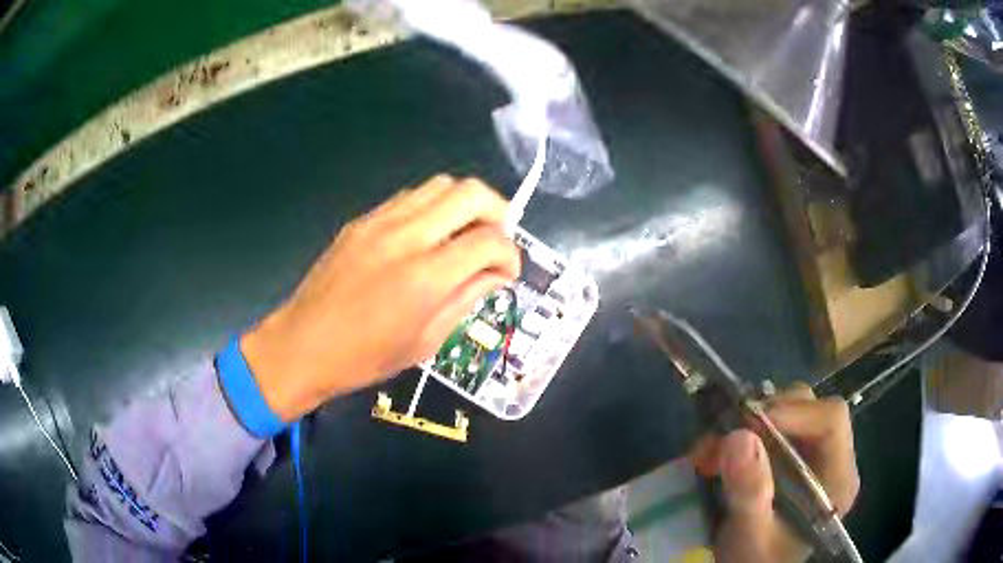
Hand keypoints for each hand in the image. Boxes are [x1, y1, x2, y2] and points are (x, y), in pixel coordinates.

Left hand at [240, 176, 520, 420]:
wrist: (302, 345)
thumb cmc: (364, 357)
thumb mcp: (426, 340)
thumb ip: (466, 299)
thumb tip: (496, 274)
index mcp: (425, 278)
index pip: (490, 241)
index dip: (511, 253)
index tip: (509, 271)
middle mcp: (406, 237)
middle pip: (471, 193)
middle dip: (498, 212)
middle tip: (496, 241)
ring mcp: (380, 222)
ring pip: (441, 185)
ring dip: (464, 205)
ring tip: (463, 236)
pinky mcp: (362, 220)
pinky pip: (410, 197)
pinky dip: (432, 209)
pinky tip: (427, 237)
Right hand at [690, 383, 859, 562]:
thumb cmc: (755, 561)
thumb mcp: (749, 536)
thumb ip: (749, 494)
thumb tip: (738, 437)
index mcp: (837, 479)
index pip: (831, 420)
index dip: (792, 412)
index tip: (747, 424)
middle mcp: (833, 459)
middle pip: (810, 409)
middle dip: (763, 417)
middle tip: (722, 437)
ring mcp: (813, 456)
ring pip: (790, 411)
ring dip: (748, 424)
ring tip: (712, 449)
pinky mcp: (793, 457)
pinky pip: (773, 426)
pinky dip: (742, 433)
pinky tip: (718, 453)